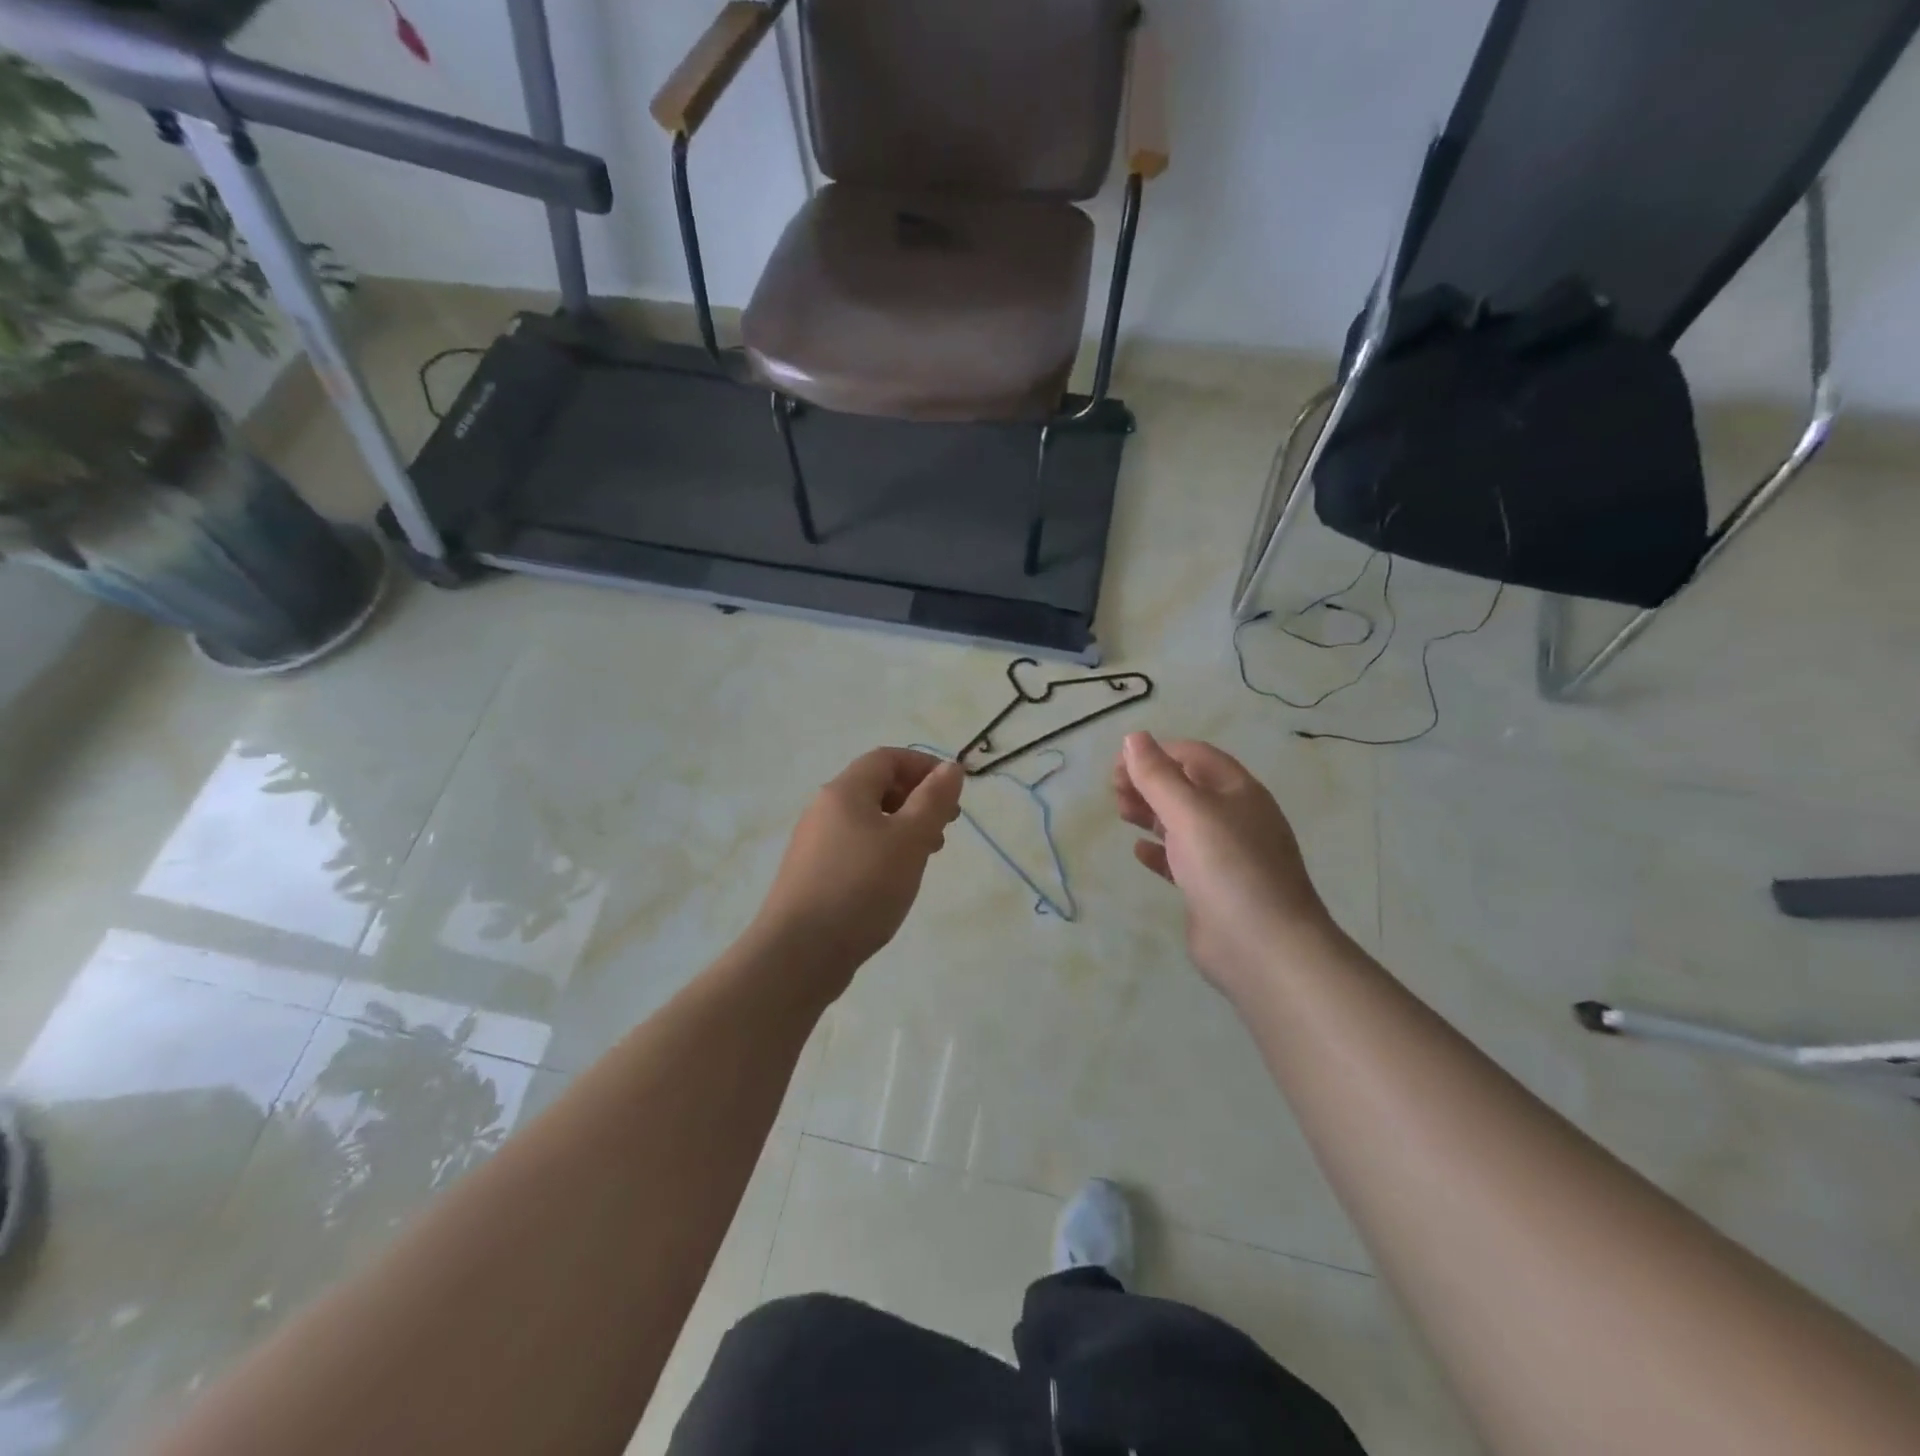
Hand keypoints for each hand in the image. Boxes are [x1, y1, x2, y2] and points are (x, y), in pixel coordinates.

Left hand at [753, 748, 964, 988]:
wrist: (799, 953)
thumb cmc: (861, 887)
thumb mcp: (909, 840)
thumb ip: (933, 800)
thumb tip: (950, 767)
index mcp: (844, 791)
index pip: (887, 758)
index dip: (924, 766)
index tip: (954, 790)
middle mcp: (824, 810)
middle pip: (875, 786)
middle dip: (916, 798)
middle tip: (946, 826)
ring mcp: (814, 844)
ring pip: (867, 820)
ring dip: (902, 827)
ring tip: (927, 855)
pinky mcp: (813, 875)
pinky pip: (855, 847)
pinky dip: (882, 851)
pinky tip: (895, 880)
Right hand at [1114, 732, 1339, 1002]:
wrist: (1263, 948)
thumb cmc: (1227, 867)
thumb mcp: (1189, 812)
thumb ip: (1157, 775)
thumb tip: (1134, 738)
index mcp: (1238, 791)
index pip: (1194, 756)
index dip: (1156, 753)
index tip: (1118, 765)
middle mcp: (1235, 818)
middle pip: (1186, 787)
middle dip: (1149, 783)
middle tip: (1114, 792)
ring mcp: (1225, 856)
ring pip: (1182, 823)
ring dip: (1150, 813)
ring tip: (1121, 814)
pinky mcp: (1212, 889)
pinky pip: (1181, 860)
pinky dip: (1158, 851)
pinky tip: (1138, 852)